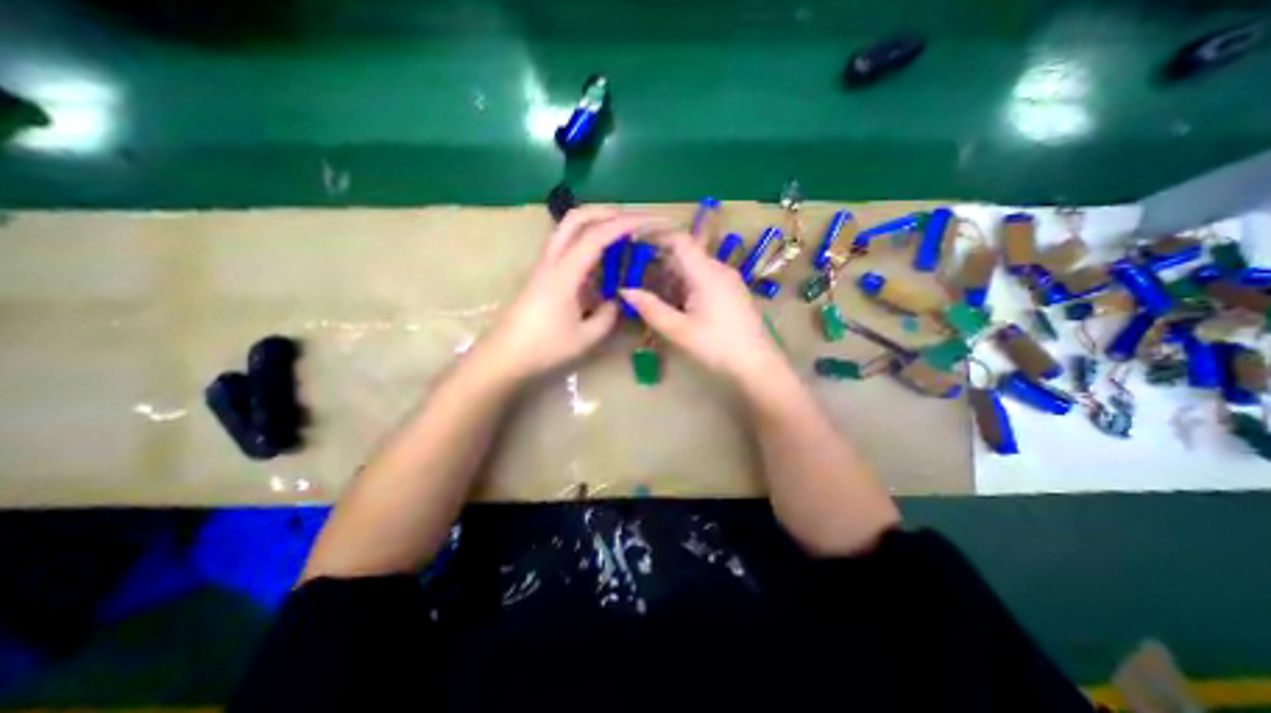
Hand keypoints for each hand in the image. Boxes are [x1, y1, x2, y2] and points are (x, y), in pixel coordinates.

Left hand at [483, 205, 669, 381]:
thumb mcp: (585, 338)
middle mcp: (551, 262)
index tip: (648, 222)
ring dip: (595, 224)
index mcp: (563, 274)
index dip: (624, 225)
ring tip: (620, 236)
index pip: (596, 236)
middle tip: (632, 221)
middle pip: (575, 218)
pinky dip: (586, 242)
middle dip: (606, 212)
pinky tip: (600, 260)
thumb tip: (616, 301)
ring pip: (568, 229)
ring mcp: (543, 266)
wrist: (502, 358)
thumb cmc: (543, 349)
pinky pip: (566, 246)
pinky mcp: (541, 275)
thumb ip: (607, 316)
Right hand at [623, 231, 791, 384]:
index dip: (657, 237)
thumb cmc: (717, 346)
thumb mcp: (679, 330)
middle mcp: (720, 269)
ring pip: (696, 266)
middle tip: (638, 274)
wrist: (757, 364)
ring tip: (655, 292)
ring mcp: (729, 280)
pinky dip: (687, 283)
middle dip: (662, 261)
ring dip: (674, 274)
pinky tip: (678, 303)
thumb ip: (651, 309)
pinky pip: (706, 277)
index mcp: (707, 273)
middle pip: (687, 253)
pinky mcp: (733, 291)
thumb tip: (625, 291)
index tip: (635, 243)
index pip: (680, 240)